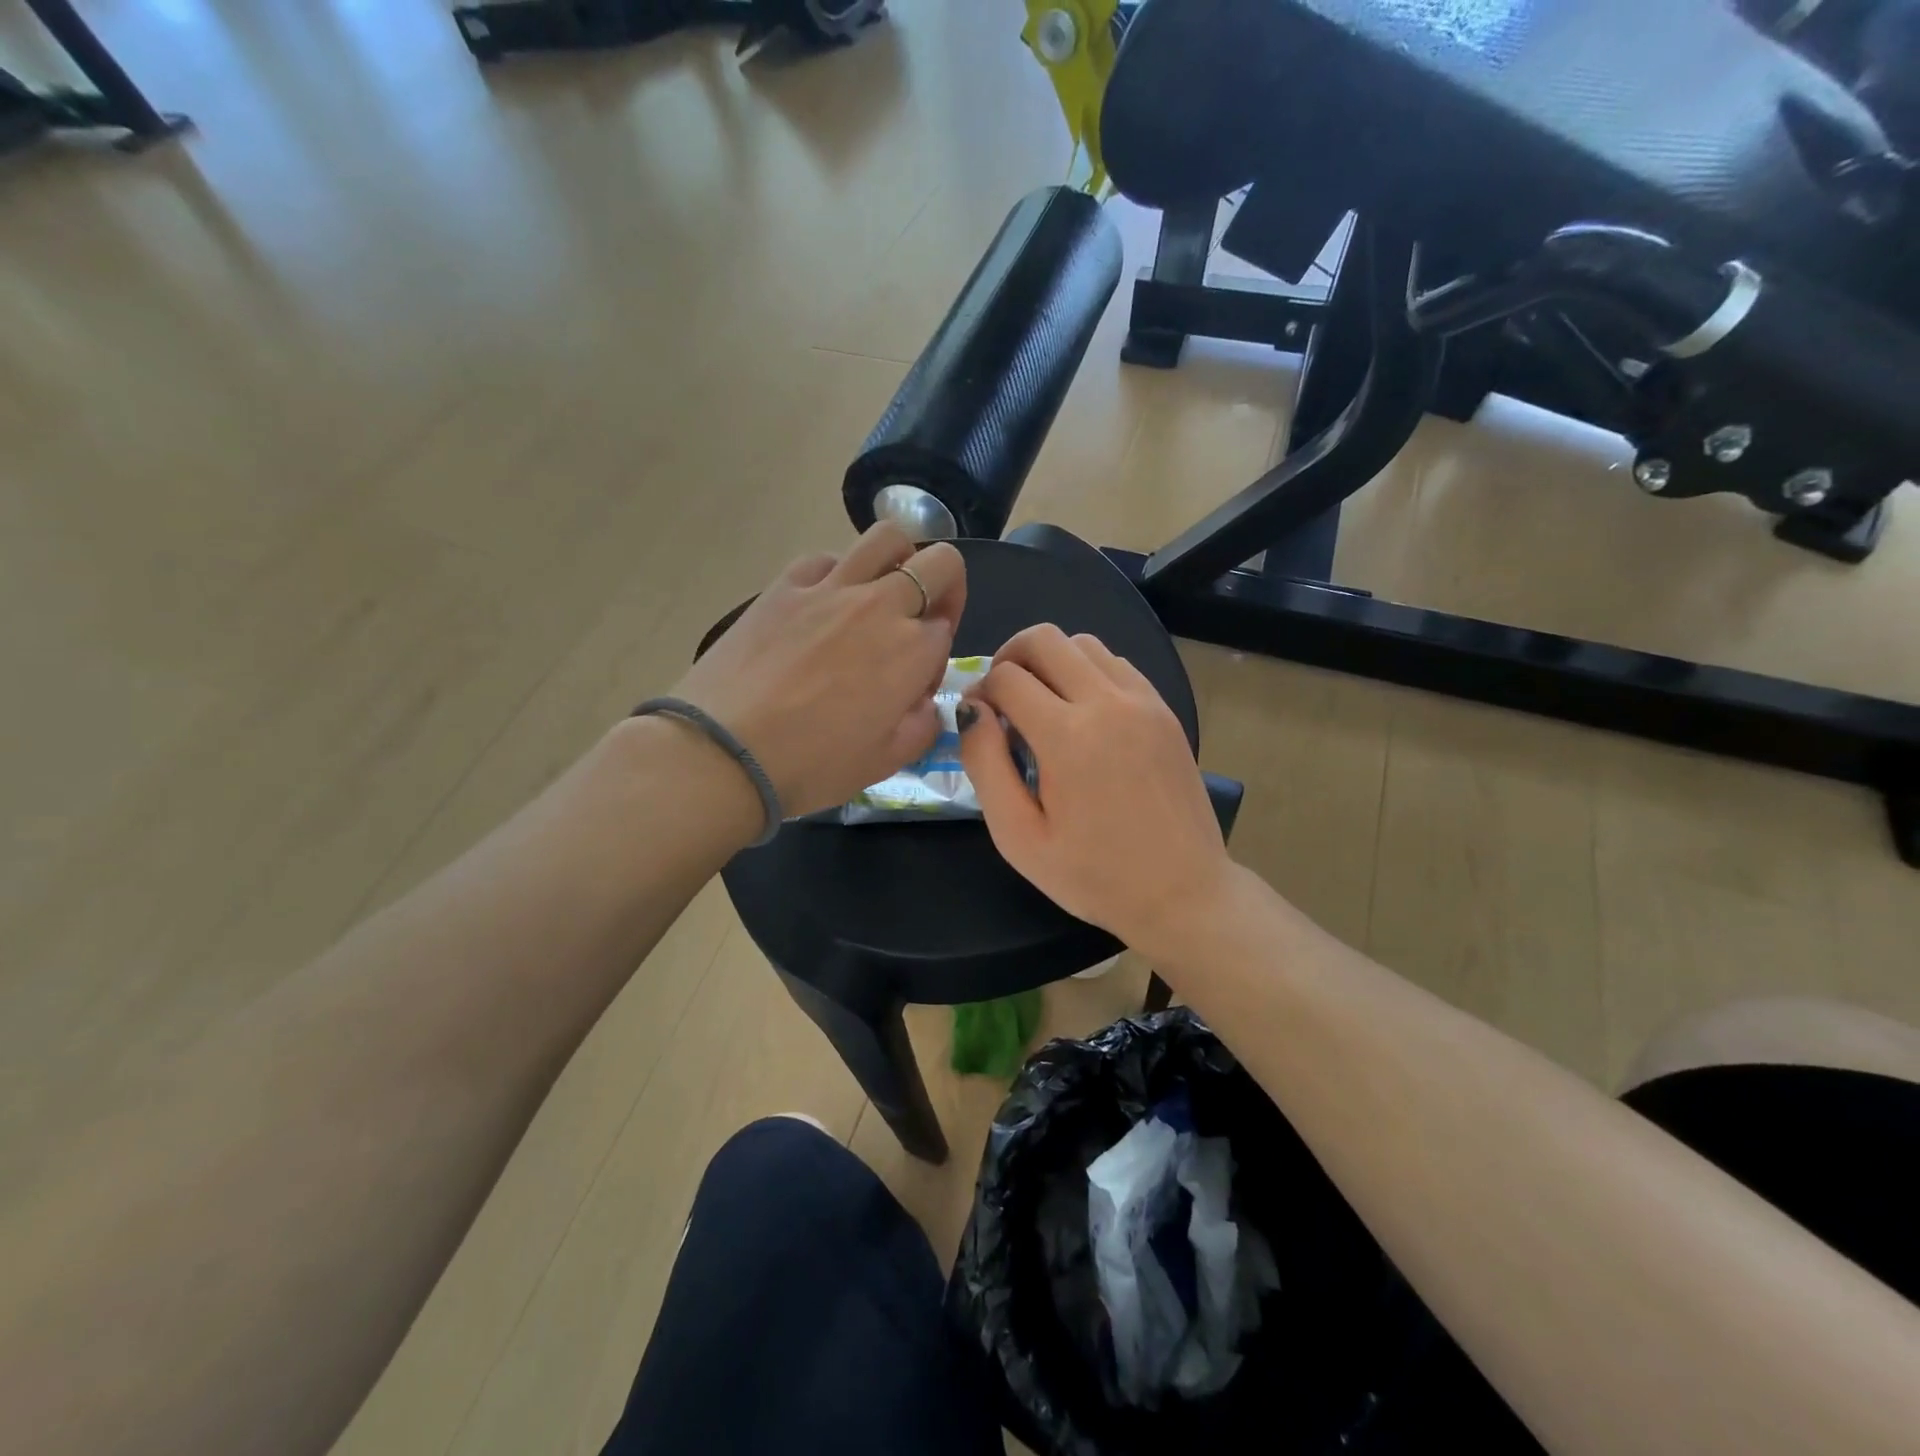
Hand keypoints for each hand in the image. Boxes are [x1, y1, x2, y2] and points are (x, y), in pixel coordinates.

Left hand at [670, 522, 966, 819]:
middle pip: (939, 563)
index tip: (913, 687)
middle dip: (945, 587)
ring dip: (899, 560)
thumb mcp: (886, 762)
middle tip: (921, 619)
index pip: (947, 630)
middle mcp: (880, 606)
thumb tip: (922, 701)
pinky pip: (825, 558)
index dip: (937, 658)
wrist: (724, 753)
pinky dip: (838, 573)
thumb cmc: (812, 766)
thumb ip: (923, 725)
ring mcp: (829, 588)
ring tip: (880, 594)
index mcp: (912, 651)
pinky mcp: (784, 585)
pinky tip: (822, 604)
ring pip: (887, 538)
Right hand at [961, 624, 1235, 956]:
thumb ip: (986, 765)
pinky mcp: (1164, 709)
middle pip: (1043, 639)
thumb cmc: (1093, 875)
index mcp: (1067, 736)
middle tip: (1001, 697)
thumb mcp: (1019, 837)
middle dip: (1009, 658)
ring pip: (1082, 643)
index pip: (1006, 677)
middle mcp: (1107, 702)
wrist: (1183, 892)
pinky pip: (1116, 663)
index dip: (979, 692)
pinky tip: (1082, 712)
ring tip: (1041, 702)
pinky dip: (1088, 671)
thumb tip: (971, 709)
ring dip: (1050, 661)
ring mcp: (1143, 701)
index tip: (977, 720)